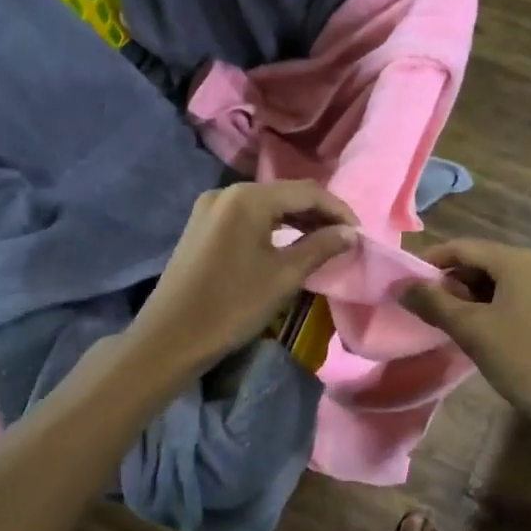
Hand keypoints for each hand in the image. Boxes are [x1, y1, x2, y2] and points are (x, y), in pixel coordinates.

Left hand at [126, 181, 358, 378]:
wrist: (170, 338)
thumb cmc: (231, 306)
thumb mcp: (283, 277)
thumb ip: (320, 247)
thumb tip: (350, 234)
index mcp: (247, 198)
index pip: (306, 192)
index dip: (338, 210)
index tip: (360, 234)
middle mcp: (227, 192)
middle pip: (284, 194)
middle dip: (318, 214)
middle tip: (345, 240)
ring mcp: (210, 208)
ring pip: (265, 206)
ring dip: (296, 220)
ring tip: (323, 242)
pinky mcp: (201, 226)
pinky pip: (246, 217)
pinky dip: (272, 227)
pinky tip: (288, 244)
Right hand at [400, 238, 530, 427]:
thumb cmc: (524, 358)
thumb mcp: (472, 330)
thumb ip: (433, 303)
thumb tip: (402, 286)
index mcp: (518, 261)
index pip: (463, 247)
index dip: (430, 261)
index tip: (405, 282)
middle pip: (482, 261)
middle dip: (450, 281)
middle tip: (424, 307)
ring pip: (499, 282)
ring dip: (469, 297)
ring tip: (447, 323)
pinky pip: (516, 299)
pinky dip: (491, 308)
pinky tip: (479, 333)